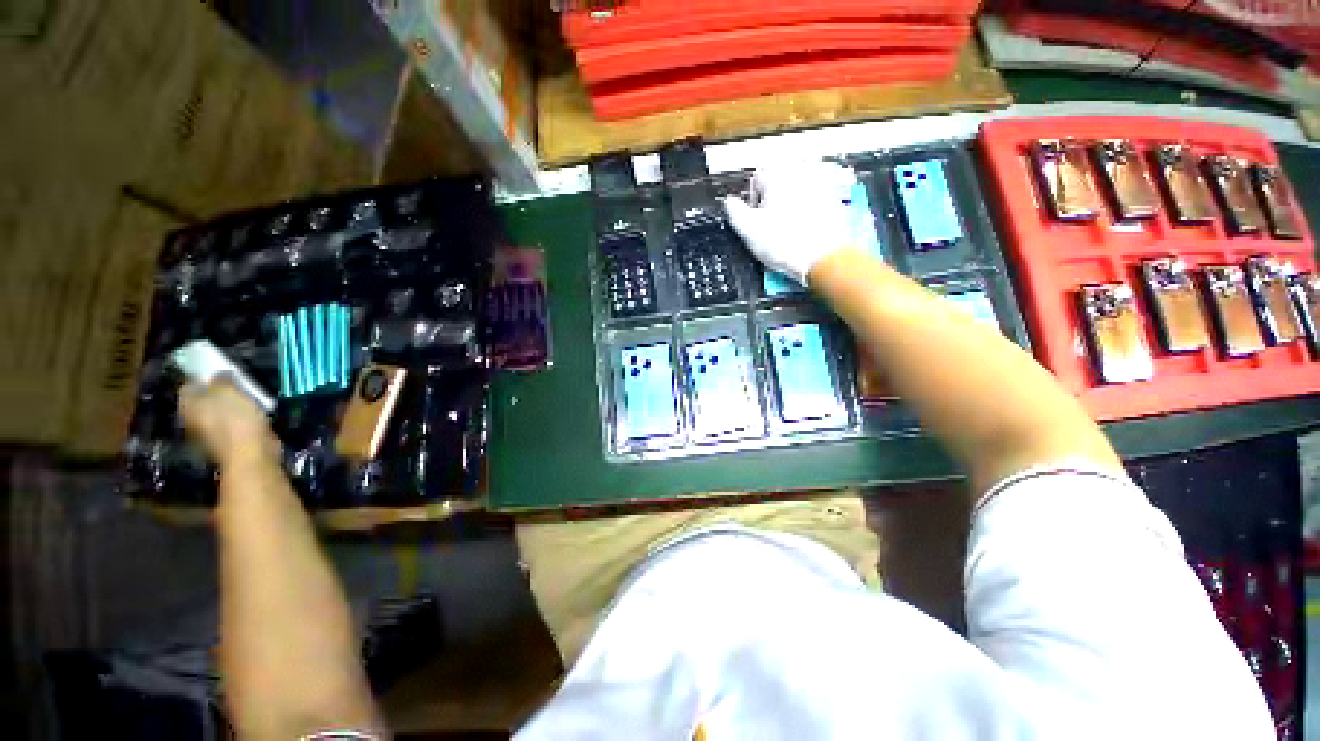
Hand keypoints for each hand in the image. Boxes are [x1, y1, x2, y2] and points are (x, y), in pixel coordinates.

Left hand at [180, 377, 279, 467]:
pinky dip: (240, 420)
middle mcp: (191, 418)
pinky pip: (232, 425)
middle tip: (236, 385)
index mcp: (187, 403)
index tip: (221, 372)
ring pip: (217, 413)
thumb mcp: (229, 390)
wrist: (250, 454)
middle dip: (215, 393)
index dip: (203, 377)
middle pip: (202, 400)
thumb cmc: (235, 419)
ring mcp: (208, 434)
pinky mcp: (227, 443)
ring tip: (248, 400)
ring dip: (229, 408)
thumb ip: (221, 379)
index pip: (189, 385)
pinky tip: (253, 416)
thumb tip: (218, 374)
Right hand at [721, 160, 858, 285]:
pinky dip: (806, 212)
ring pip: (795, 191)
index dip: (751, 201)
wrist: (822, 257)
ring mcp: (820, 185)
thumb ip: (733, 210)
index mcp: (778, 175)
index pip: (756, 177)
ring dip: (788, 205)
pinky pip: (813, 201)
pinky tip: (802, 230)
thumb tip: (729, 203)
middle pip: (777, 182)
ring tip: (787, 229)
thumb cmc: (788, 245)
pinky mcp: (833, 199)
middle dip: (771, 201)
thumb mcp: (747, 230)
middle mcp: (801, 173)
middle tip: (770, 224)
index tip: (755, 218)